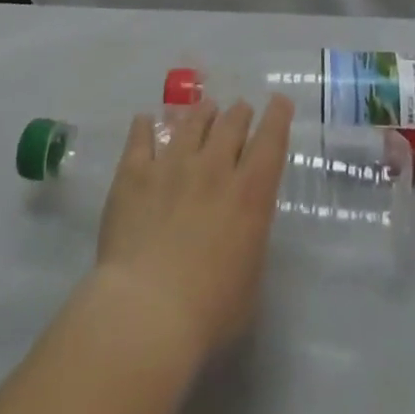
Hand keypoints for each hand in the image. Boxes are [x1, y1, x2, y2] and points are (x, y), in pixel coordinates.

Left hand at [90, 95, 295, 365]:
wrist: (145, 312)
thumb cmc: (208, 312)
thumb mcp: (250, 278)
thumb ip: (250, 236)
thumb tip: (243, 220)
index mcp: (250, 192)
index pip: (271, 139)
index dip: (277, 115)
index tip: (279, 101)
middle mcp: (214, 167)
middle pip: (231, 123)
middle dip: (239, 113)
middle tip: (239, 111)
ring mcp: (172, 164)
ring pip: (192, 121)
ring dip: (202, 112)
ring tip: (204, 109)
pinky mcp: (135, 172)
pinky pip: (141, 136)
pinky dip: (145, 126)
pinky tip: (145, 121)